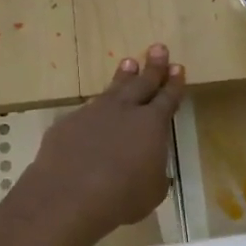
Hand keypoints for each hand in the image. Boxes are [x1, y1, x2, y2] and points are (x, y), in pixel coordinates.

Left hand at [19, 45, 185, 242]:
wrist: (69, 196)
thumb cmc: (122, 197)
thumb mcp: (152, 191)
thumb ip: (155, 173)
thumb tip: (151, 168)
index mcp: (152, 125)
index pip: (168, 98)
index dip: (174, 84)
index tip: (178, 67)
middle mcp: (124, 111)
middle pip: (142, 83)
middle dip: (153, 66)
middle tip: (159, 48)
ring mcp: (93, 113)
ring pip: (112, 90)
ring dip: (123, 76)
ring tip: (128, 62)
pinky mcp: (68, 124)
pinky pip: (86, 111)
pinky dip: (95, 109)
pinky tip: (94, 111)